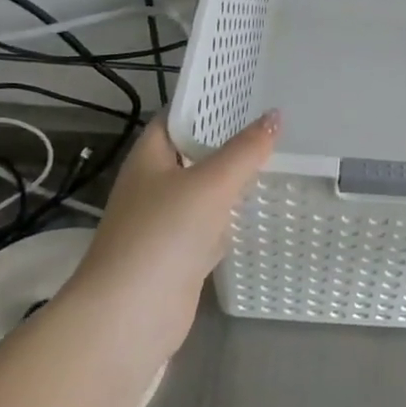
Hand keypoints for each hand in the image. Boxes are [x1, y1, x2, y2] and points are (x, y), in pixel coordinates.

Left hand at [74, 112, 279, 334]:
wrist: (130, 317)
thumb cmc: (164, 234)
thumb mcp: (211, 183)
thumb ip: (245, 150)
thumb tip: (275, 116)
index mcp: (149, 157)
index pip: (178, 117)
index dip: (208, 102)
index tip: (246, 89)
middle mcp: (153, 185)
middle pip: (194, 153)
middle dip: (228, 140)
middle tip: (272, 122)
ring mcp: (165, 223)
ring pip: (205, 191)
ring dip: (232, 180)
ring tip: (275, 157)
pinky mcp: (179, 255)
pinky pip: (210, 226)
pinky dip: (231, 219)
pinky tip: (258, 211)